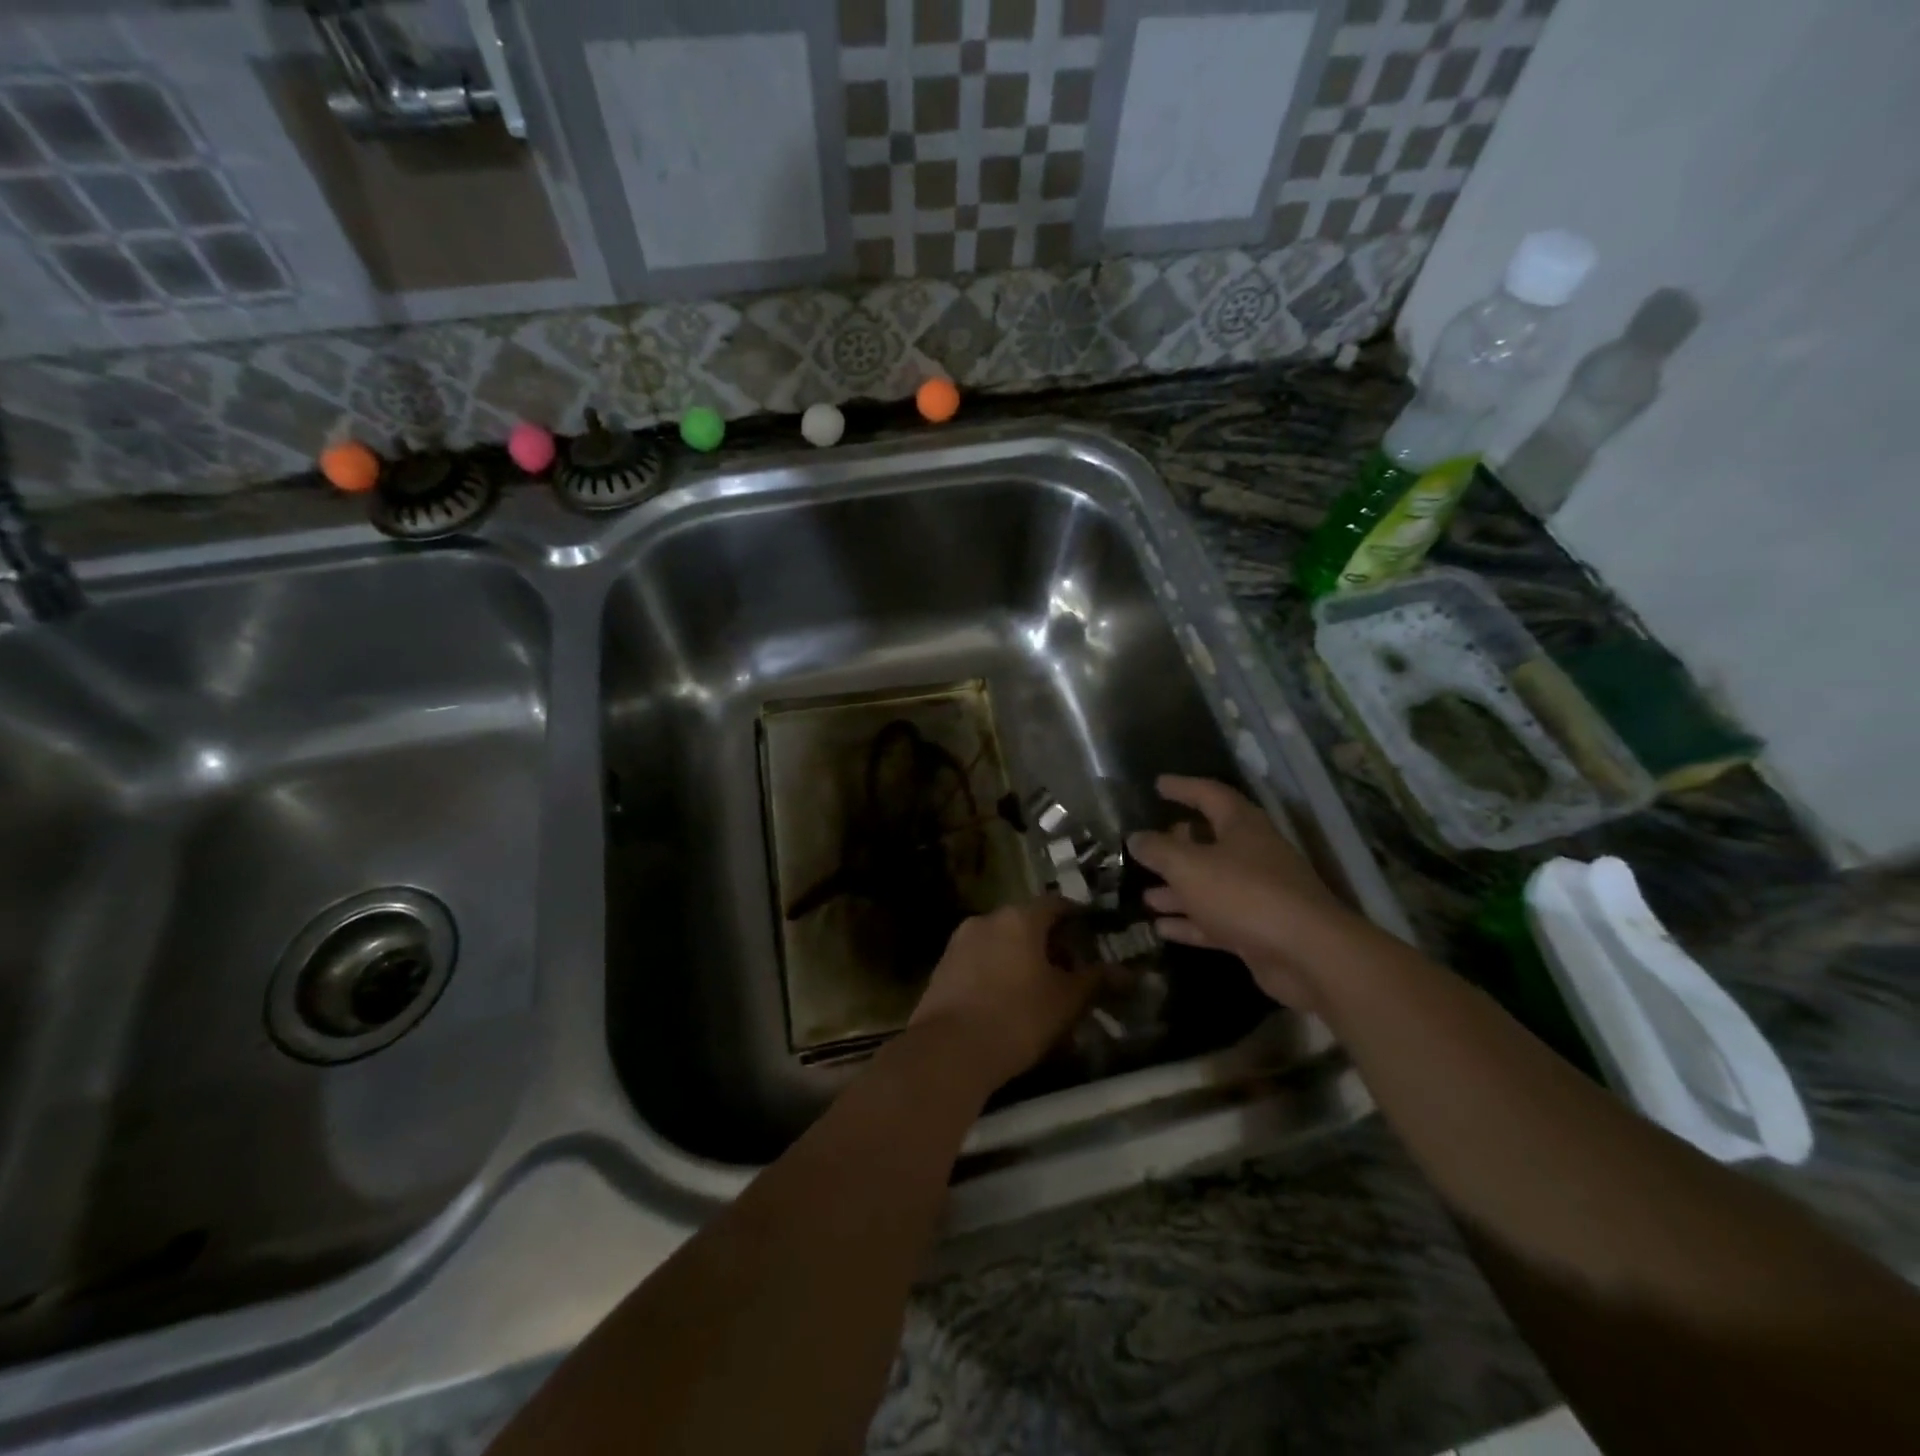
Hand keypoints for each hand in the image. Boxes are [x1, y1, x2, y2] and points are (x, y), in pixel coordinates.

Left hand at [910, 898, 1097, 1089]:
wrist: (948, 1051)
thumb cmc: (1017, 1017)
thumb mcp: (1066, 1001)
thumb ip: (1095, 980)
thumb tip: (1126, 972)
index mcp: (1019, 918)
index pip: (1056, 904)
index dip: (1077, 918)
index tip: (1092, 937)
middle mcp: (986, 920)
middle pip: (1026, 922)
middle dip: (1049, 943)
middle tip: (1070, 971)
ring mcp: (959, 943)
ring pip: (1001, 942)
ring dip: (1021, 958)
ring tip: (1040, 990)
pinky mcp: (942, 968)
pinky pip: (980, 961)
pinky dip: (997, 972)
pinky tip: (1007, 1002)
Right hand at [1127, 776, 1360, 1009]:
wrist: (1307, 954)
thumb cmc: (1244, 894)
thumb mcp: (1189, 867)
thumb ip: (1159, 851)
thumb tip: (1136, 838)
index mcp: (1242, 826)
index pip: (1210, 795)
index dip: (1183, 787)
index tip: (1158, 784)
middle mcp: (1252, 854)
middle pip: (1211, 841)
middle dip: (1178, 844)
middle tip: (1149, 846)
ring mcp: (1257, 894)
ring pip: (1210, 885)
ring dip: (1178, 890)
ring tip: (1146, 895)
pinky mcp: (1257, 930)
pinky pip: (1216, 920)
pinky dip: (1190, 923)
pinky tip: (1161, 928)